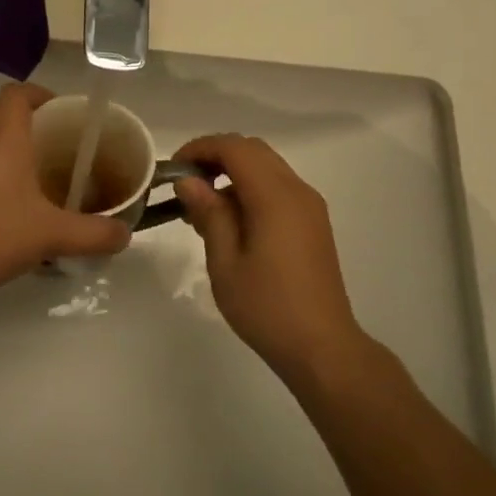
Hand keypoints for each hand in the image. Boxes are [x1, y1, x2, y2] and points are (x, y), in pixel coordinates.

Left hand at [0, 84, 130, 302]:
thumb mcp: (49, 236)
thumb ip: (92, 234)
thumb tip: (125, 234)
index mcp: (2, 136)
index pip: (18, 93)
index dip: (40, 94)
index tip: (61, 112)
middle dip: (20, 114)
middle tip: (47, 139)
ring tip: (27, 168)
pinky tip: (0, 197)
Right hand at [172, 134, 364, 378]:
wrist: (321, 347)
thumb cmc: (266, 307)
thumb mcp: (225, 262)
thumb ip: (209, 214)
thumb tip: (189, 181)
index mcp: (275, 197)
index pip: (235, 148)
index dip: (201, 148)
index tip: (174, 169)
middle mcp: (297, 191)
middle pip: (253, 150)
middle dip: (216, 157)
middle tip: (186, 185)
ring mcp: (309, 206)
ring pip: (267, 167)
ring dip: (233, 173)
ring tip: (203, 209)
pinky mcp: (313, 222)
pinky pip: (278, 188)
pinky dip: (251, 189)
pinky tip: (231, 223)